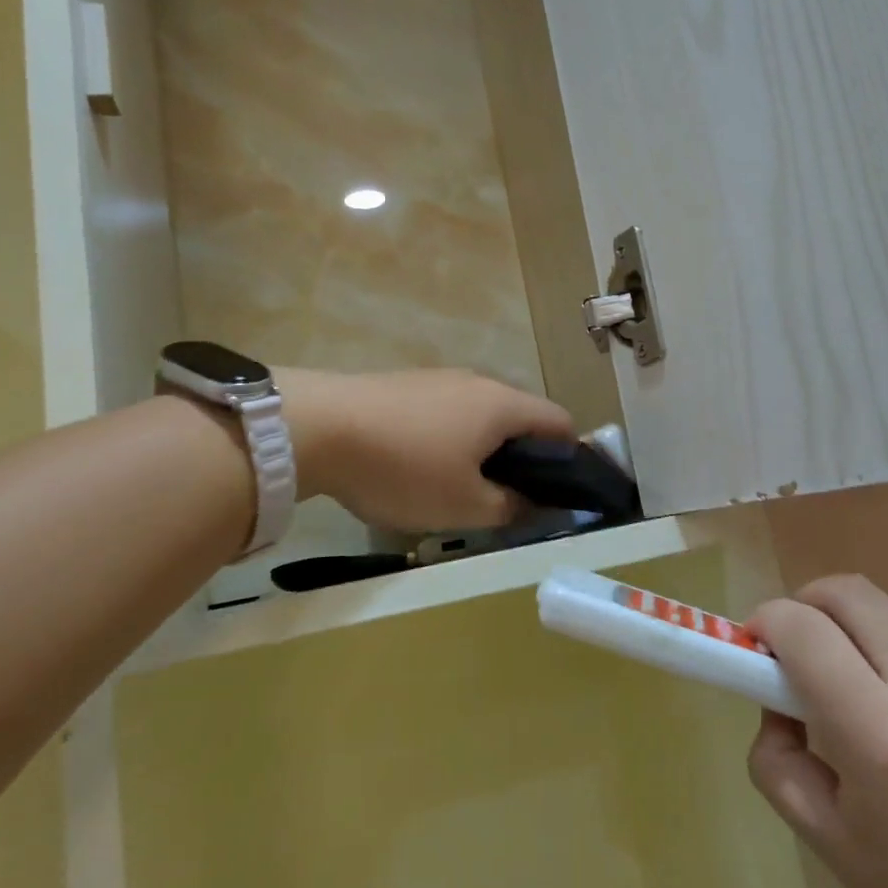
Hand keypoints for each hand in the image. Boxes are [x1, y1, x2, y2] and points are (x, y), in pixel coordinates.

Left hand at [279, 368, 576, 533]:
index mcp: (504, 406)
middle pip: (520, 419)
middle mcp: (479, 383)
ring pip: (481, 417)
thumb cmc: (405, 468)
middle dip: (523, 459)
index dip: (571, 458)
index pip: (561, 423)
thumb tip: (534, 504)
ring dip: (484, 451)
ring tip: (460, 489)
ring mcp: (440, 380)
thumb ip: (511, 508)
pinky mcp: (406, 385)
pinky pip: (446, 414)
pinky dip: (451, 440)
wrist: (317, 427)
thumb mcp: (465, 506)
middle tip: (507, 500)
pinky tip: (420, 468)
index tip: (559, 493)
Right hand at [747, 575, 887, 887]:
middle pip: (848, 591)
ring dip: (841, 624)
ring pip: (883, 608)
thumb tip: (776, 709)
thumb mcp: (831, 847)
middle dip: (802, 604)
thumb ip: (779, 762)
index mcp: (880, 734)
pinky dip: (877, 647)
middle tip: (788, 653)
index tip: (750, 653)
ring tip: (834, 684)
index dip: (764, 624)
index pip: (803, 628)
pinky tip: (883, 710)